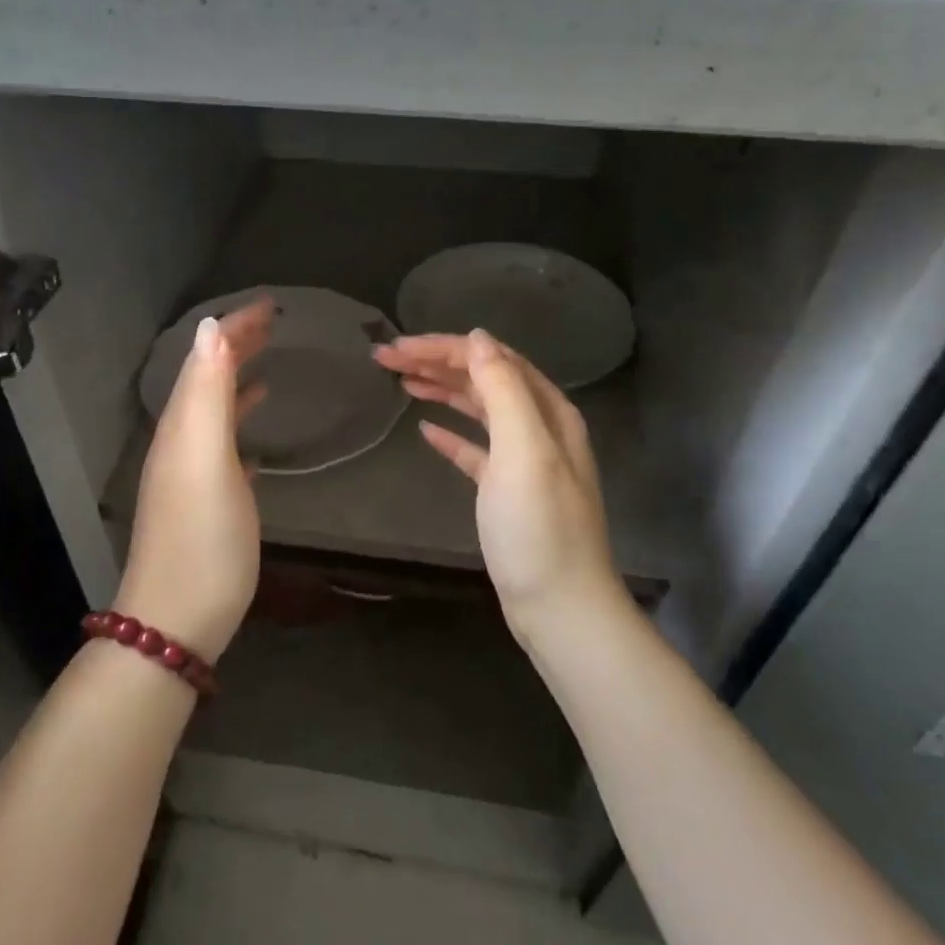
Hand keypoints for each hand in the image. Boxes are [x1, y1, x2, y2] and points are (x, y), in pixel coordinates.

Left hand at [116, 298, 273, 660]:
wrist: (177, 620)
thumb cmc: (202, 537)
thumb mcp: (205, 458)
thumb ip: (207, 392)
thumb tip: (210, 327)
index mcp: (182, 427)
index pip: (205, 360)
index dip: (234, 329)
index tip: (270, 305)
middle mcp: (180, 443)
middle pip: (208, 380)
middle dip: (236, 347)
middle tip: (273, 323)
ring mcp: (189, 475)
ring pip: (214, 412)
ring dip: (238, 381)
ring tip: (267, 364)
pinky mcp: (204, 503)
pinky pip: (222, 447)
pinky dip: (238, 427)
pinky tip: (256, 437)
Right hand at [374, 330, 622, 632]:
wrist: (559, 606)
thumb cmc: (538, 527)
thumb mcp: (523, 450)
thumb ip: (503, 389)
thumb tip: (478, 338)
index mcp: (547, 411)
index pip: (491, 359)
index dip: (444, 347)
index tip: (398, 347)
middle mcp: (538, 427)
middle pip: (483, 379)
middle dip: (436, 363)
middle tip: (386, 359)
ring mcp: (523, 460)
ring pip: (478, 409)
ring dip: (440, 390)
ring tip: (400, 381)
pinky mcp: (506, 491)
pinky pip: (475, 448)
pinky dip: (451, 434)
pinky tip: (425, 430)